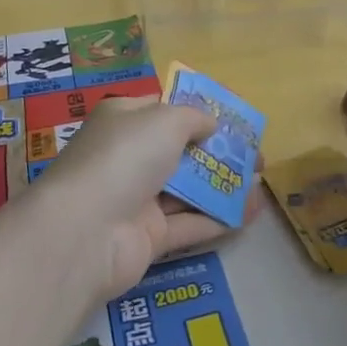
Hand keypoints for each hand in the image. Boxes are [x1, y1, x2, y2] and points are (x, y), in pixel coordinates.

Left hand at [29, 96, 244, 299]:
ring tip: (262, 184)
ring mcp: (138, 199)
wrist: (84, 232)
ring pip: (188, 189)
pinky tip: (249, 214)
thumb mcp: (165, 120)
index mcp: (125, 120)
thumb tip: (210, 124)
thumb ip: (194, 117)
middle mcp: (129, 156)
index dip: (199, 111)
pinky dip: (218, 218)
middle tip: (257, 156)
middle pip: (181, 151)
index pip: (164, 109)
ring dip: (224, 186)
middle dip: (219, 152)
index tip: (233, 117)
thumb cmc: (125, 157)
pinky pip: (189, 224)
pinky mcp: (148, 237)